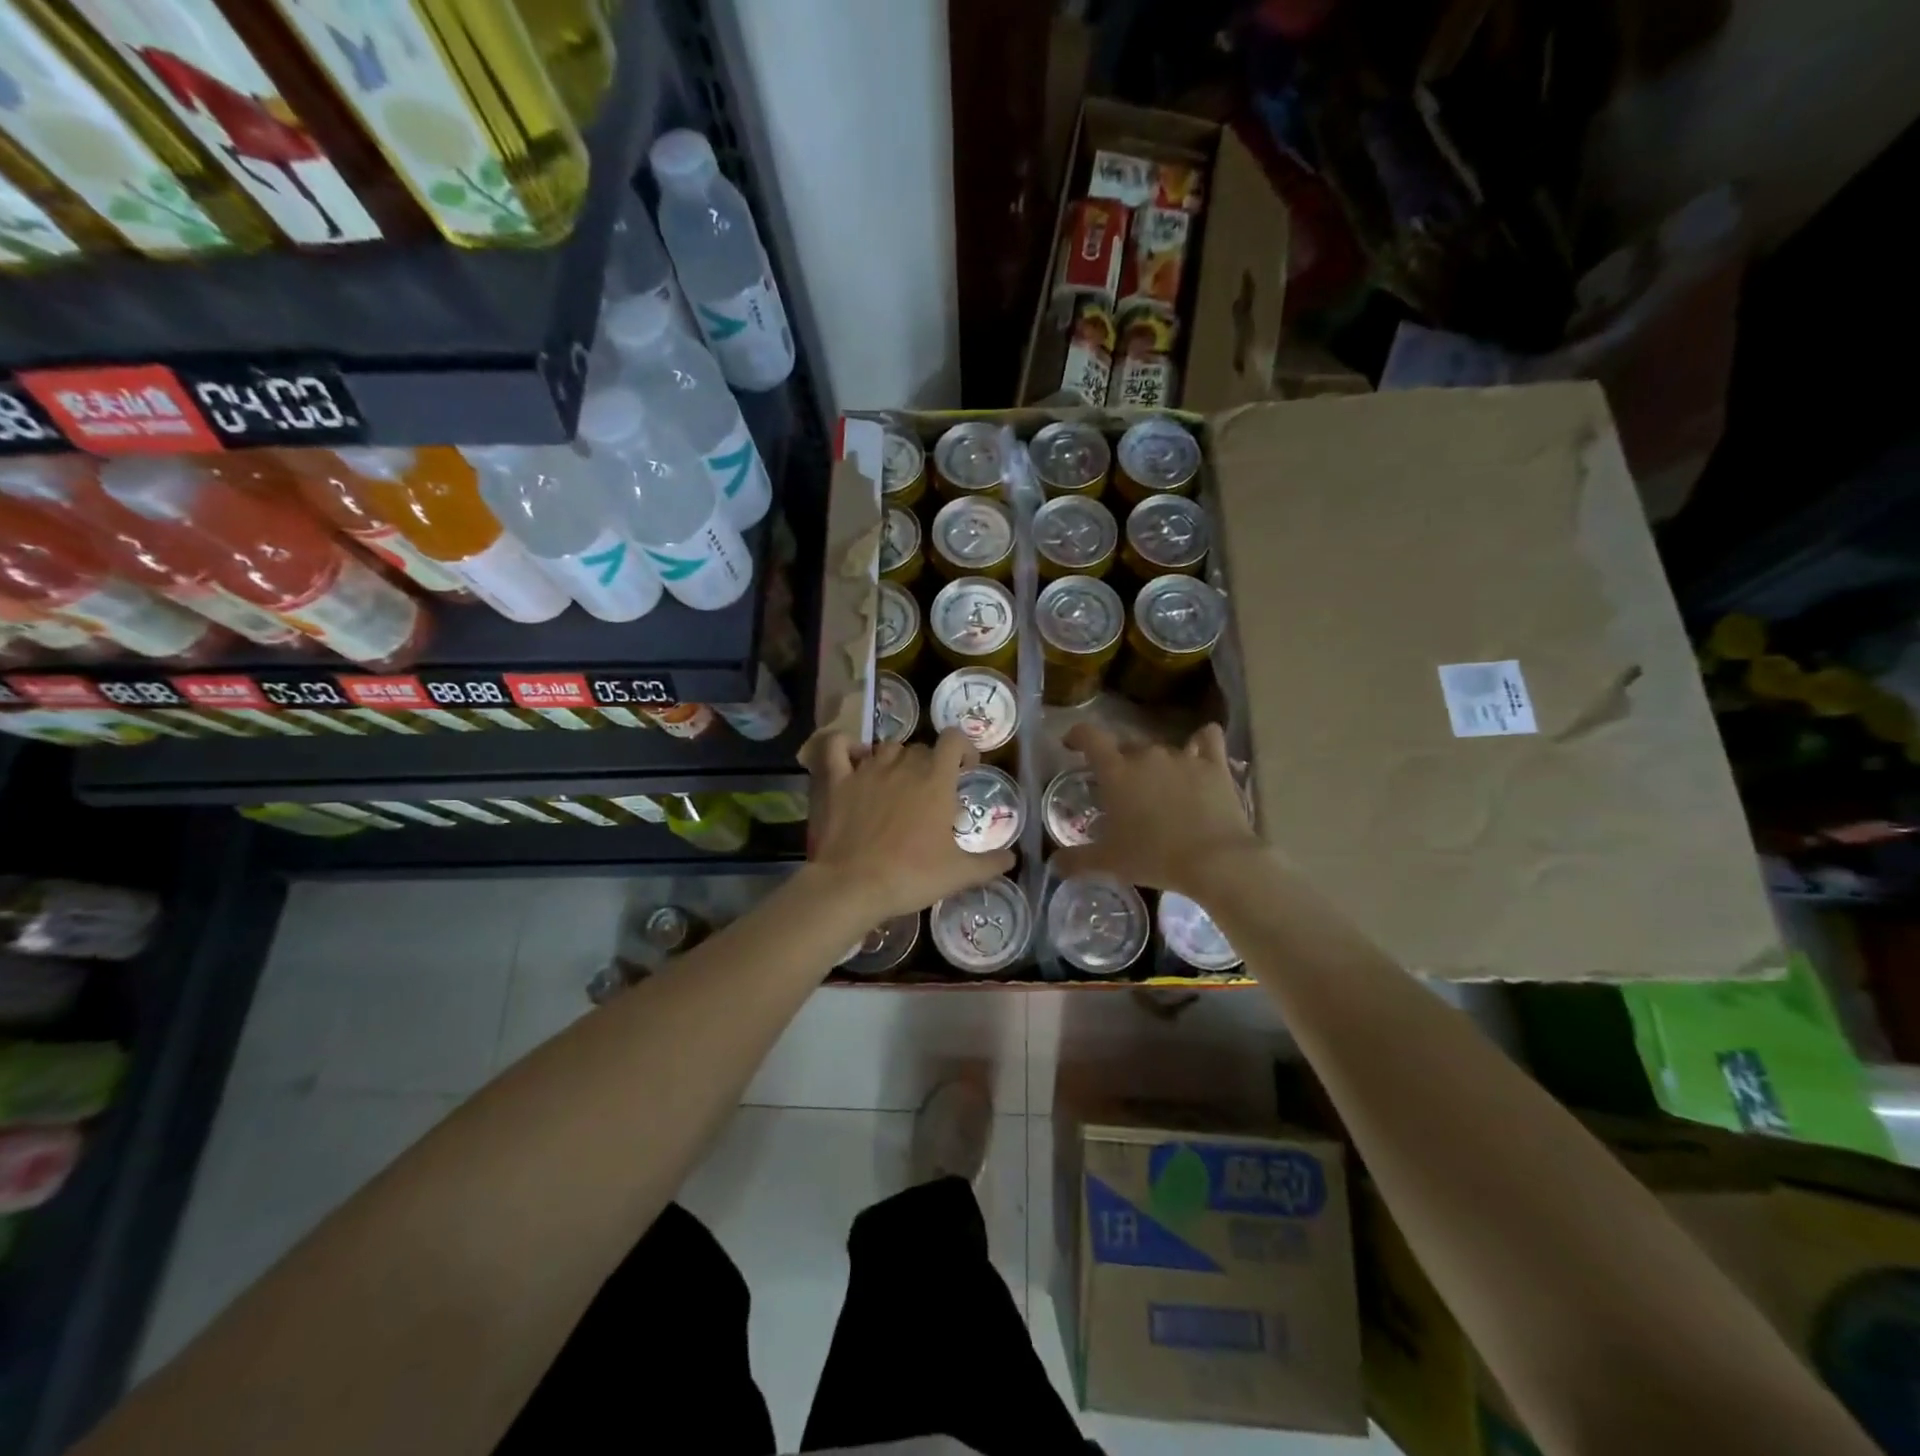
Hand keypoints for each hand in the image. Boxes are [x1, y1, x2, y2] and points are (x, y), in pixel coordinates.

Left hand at [804, 729, 1014, 922]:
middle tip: (930, 794)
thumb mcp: (958, 874)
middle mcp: (903, 765)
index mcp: (936, 779)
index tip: (965, 770)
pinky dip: (845, 746)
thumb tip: (1012, 858)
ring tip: (896, 783)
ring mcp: (867, 769)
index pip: (954, 739)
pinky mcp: (837, 780)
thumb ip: (989, 864)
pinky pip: (837, 748)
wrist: (853, 885)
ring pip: (886, 748)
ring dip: (895, 759)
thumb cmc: (911, 875)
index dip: (963, 748)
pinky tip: (852, 757)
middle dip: (929, 764)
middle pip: (921, 748)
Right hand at [1053, 723, 1260, 895]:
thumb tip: (1053, 864)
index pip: (1089, 737)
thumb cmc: (1154, 857)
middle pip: (1126, 746)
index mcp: (1116, 771)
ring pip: (1162, 748)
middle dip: (1120, 763)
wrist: (1215, 861)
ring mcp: (1183, 756)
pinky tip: (1200, 752)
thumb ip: (1076, 860)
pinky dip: (1201, 743)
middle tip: (1122, 790)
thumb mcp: (1109, 862)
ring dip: (1156, 763)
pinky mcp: (1214, 764)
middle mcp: (1146, 755)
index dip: (1077, 736)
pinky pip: (1207, 739)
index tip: (1071, 744)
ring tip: (1160, 787)